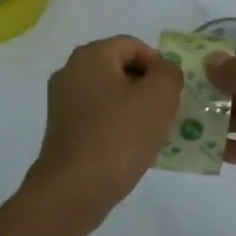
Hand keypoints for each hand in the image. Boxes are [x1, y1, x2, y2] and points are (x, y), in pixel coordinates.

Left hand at [23, 36, 182, 229]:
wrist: (74, 189)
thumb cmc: (119, 137)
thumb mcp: (159, 97)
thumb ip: (169, 73)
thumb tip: (163, 70)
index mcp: (90, 56)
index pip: (134, 45)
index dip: (160, 65)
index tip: (173, 94)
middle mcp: (70, 72)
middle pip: (120, 69)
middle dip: (148, 88)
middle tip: (167, 113)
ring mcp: (62, 102)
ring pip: (110, 95)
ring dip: (134, 109)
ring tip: (153, 133)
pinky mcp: (62, 129)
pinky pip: (98, 117)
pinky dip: (117, 126)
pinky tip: (131, 148)